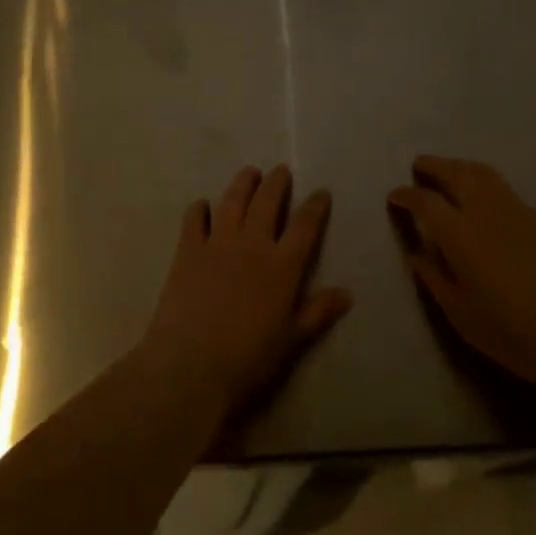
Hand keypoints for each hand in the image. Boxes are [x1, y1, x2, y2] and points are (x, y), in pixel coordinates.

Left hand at [142, 165, 352, 421]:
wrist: (193, 363)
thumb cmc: (249, 357)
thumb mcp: (292, 339)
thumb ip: (318, 312)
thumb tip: (348, 293)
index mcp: (282, 265)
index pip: (304, 225)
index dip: (315, 206)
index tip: (321, 192)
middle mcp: (252, 243)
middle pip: (267, 201)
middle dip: (276, 183)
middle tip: (280, 171)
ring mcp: (217, 242)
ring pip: (233, 200)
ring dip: (243, 183)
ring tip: (250, 173)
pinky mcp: (188, 249)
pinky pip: (194, 219)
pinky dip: (199, 208)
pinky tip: (203, 205)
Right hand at [388, 156, 535, 387]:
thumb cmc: (511, 331)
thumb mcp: (460, 314)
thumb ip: (434, 278)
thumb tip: (416, 253)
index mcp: (460, 233)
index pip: (425, 201)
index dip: (406, 195)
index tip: (395, 195)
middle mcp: (485, 211)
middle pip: (455, 173)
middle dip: (433, 166)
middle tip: (419, 166)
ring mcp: (516, 210)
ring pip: (483, 174)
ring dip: (460, 167)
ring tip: (449, 172)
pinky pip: (504, 189)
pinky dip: (485, 184)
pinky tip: (484, 200)